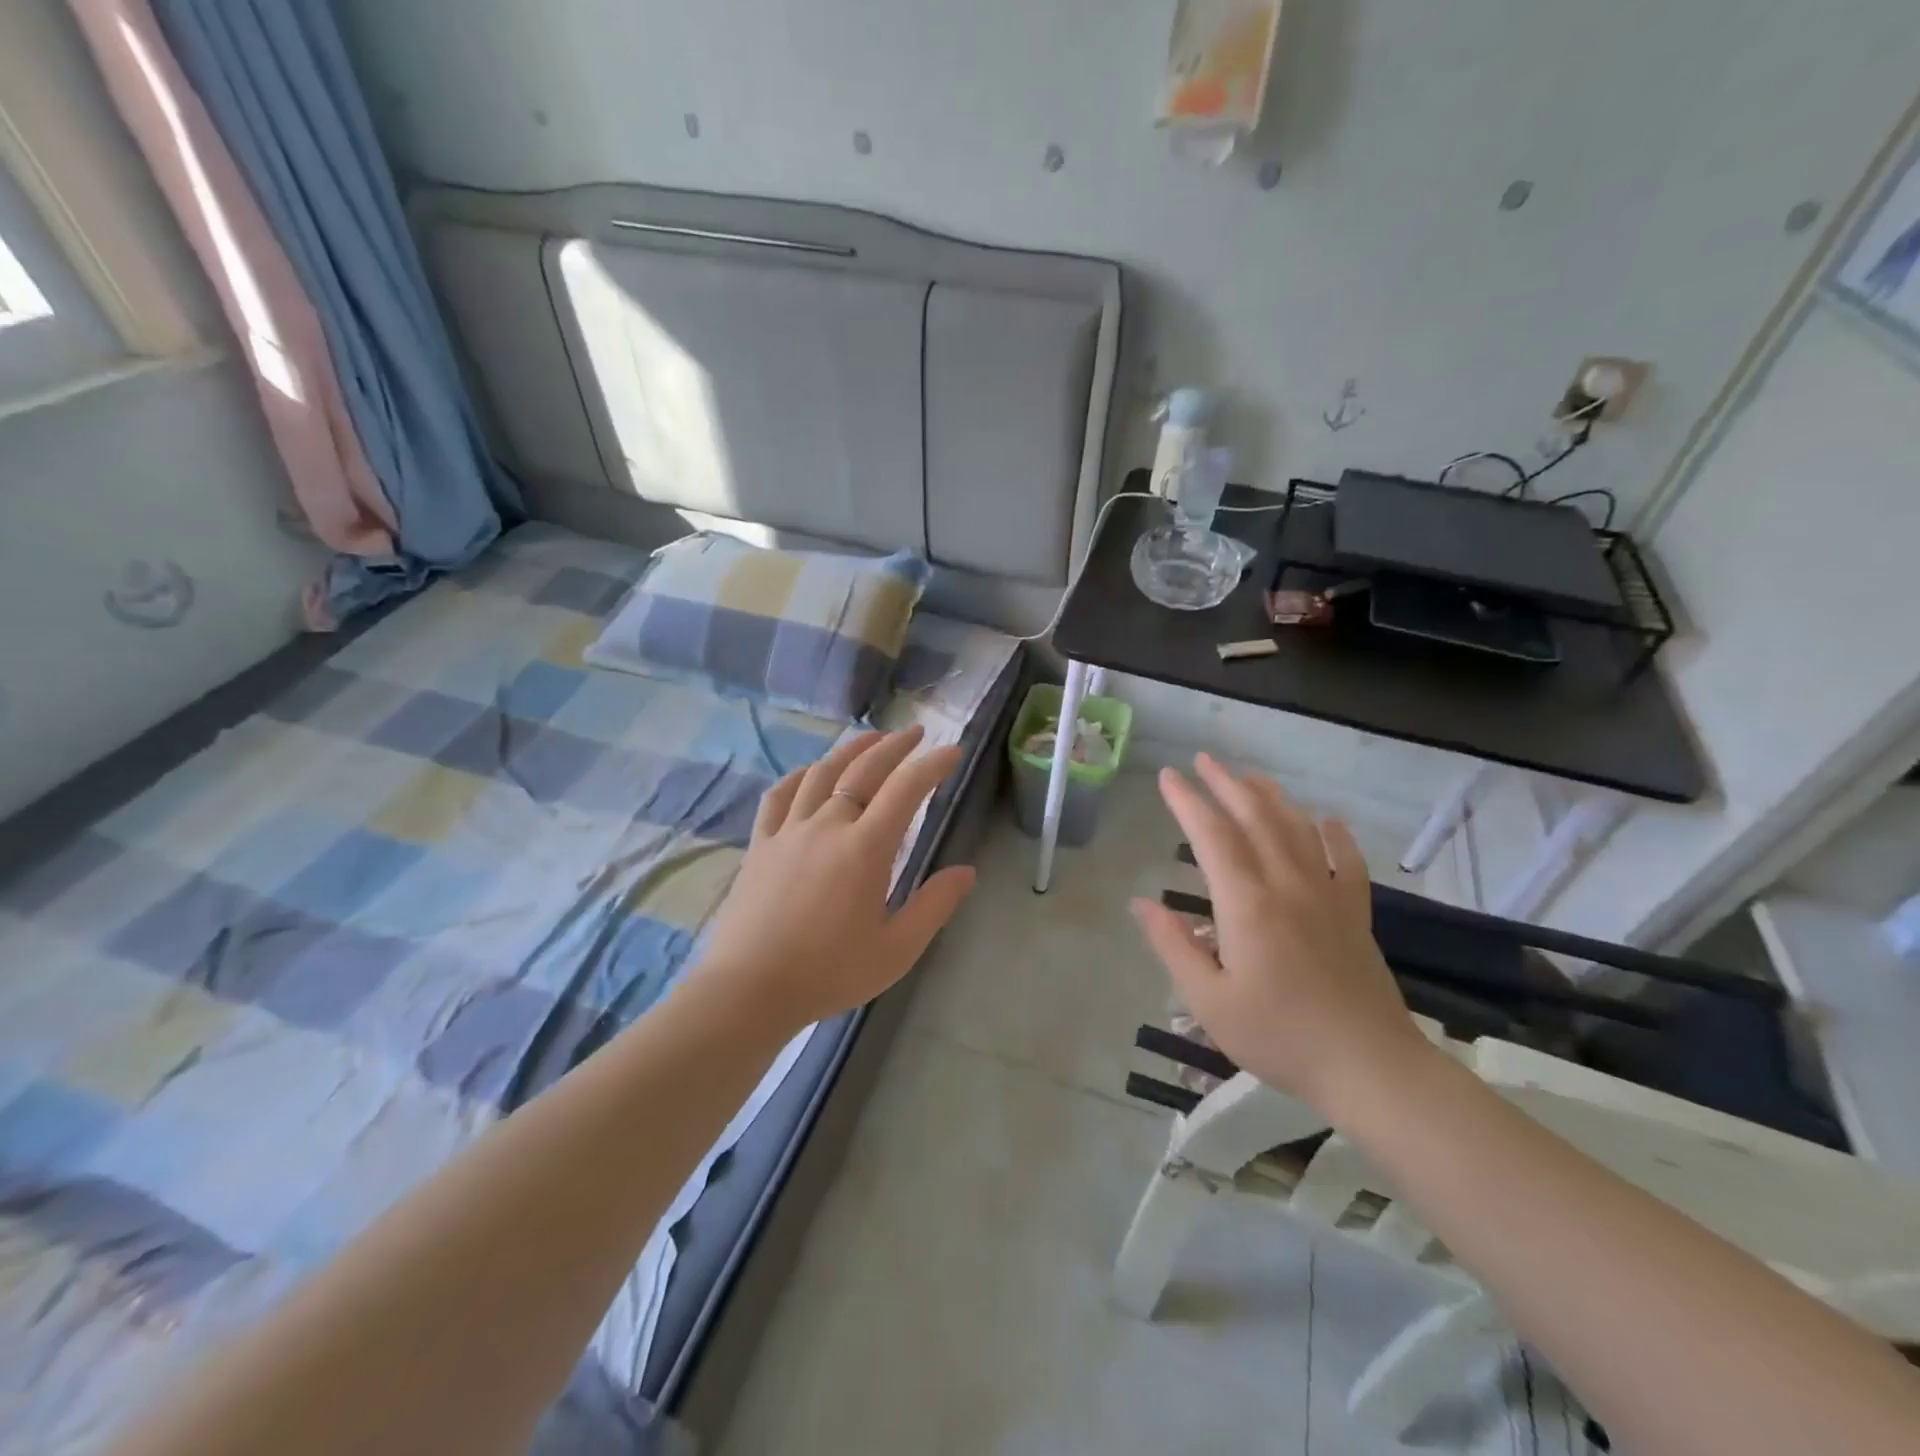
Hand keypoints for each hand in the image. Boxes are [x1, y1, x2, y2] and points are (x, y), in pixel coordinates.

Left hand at [692, 726, 976, 1031]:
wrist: (750, 989)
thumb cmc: (829, 972)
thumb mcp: (896, 949)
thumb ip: (934, 905)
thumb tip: (967, 871)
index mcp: (865, 848)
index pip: (906, 789)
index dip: (932, 765)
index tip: (952, 751)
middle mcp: (828, 826)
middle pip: (864, 770)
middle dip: (894, 746)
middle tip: (915, 733)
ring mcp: (789, 830)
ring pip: (822, 773)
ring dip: (850, 750)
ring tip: (870, 740)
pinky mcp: (760, 844)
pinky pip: (780, 795)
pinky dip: (800, 775)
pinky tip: (810, 772)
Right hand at [1130, 754, 1427, 1110]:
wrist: (1369, 1067)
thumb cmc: (1279, 1036)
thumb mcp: (1209, 1000)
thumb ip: (1173, 946)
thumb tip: (1141, 903)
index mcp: (1247, 904)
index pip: (1211, 836)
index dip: (1187, 802)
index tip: (1167, 777)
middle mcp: (1288, 885)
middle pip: (1255, 818)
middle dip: (1226, 784)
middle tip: (1203, 760)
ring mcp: (1328, 895)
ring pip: (1297, 829)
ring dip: (1271, 797)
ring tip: (1249, 776)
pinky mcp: (1355, 913)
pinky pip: (1347, 861)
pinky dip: (1335, 834)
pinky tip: (1327, 821)